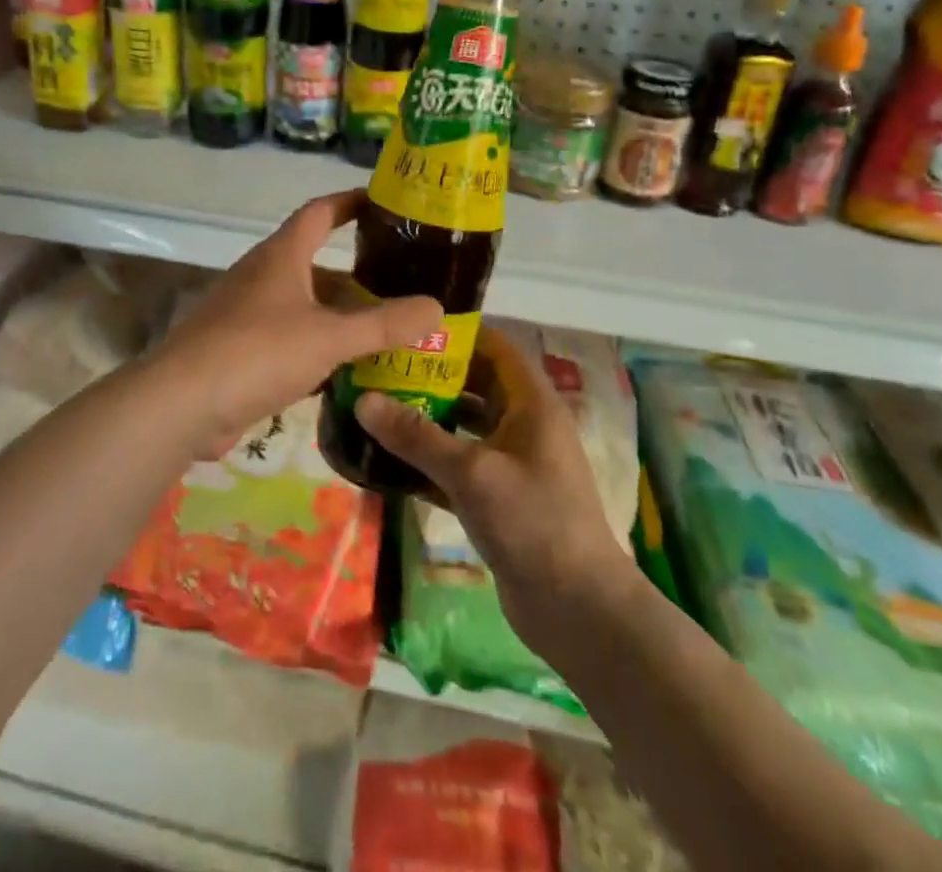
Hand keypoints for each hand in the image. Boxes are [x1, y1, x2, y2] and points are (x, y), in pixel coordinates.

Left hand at [150, 190, 441, 456]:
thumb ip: (384, 324)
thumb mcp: (328, 336)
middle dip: (359, 273)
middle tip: (405, 283)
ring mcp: (248, 315)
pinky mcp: (242, 352)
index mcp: (281, 256)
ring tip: (389, 330)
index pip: (319, 212)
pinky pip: (291, 340)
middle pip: (317, 264)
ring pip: (306, 306)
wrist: (183, 403)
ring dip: (341, 316)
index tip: (386, 202)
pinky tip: (350, 371)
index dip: (351, 201)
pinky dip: (320, 349)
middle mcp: (263, 277)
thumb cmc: (257, 351)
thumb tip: (436, 307)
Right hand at [355, 349, 636, 653]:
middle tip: (380, 369)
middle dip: (430, 377)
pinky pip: (458, 467)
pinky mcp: (499, 499)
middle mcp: (524, 426)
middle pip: (474, 385)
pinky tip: (388, 461)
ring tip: (375, 408)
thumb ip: (416, 435)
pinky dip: (429, 461)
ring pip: (463, 427)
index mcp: (532, 404)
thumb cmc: (533, 523)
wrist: (579, 613)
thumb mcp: (471, 472)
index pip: (495, 347)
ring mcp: (513, 464)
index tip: (408, 328)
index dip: (456, 333)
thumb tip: (362, 400)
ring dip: (425, 419)